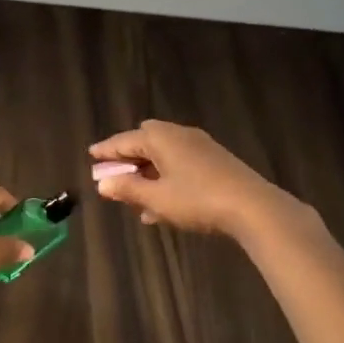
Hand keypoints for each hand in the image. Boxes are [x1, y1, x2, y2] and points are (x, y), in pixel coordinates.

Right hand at [89, 120, 293, 236]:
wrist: (252, 207)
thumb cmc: (197, 200)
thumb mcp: (156, 198)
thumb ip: (128, 189)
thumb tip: (103, 183)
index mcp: (160, 138)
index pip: (124, 140)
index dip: (106, 150)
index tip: (91, 155)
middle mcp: (179, 135)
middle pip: (146, 142)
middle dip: (129, 159)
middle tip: (114, 175)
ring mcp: (200, 147)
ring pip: (164, 156)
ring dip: (148, 173)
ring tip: (134, 199)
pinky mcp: (215, 162)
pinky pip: (180, 165)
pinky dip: (165, 178)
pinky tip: (161, 206)